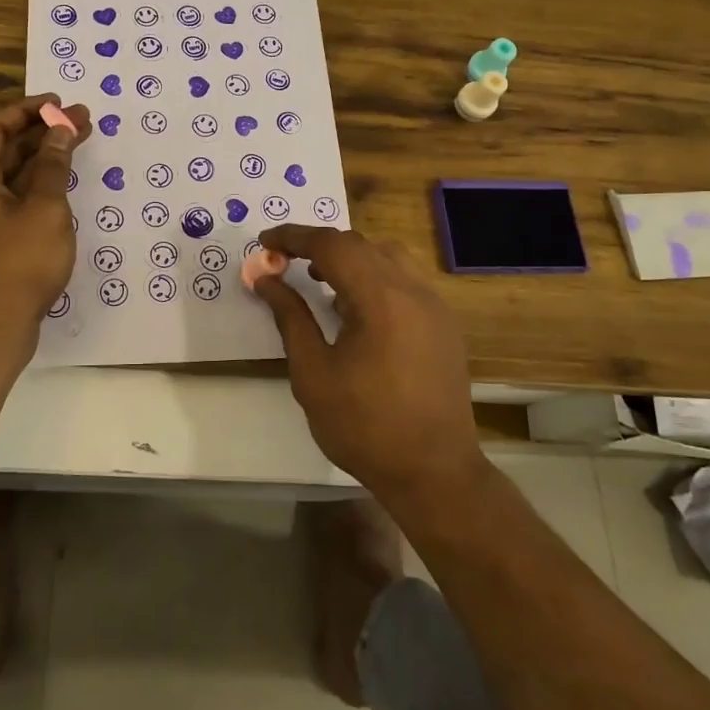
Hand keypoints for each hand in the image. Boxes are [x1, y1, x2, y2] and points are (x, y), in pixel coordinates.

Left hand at [0, 93, 91, 363]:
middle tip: (83, 120)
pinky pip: (15, 199)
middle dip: (43, 133)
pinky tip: (65, 185)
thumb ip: (54, 167)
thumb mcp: (44, 209)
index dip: (26, 110)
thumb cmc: (17, 263)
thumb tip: (61, 132)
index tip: (58, 103)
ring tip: (80, 144)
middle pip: (4, 149)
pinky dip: (39, 186)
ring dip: (44, 159)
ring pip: (12, 175)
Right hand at [253, 225, 484, 502]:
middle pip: (361, 244)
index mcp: (381, 298)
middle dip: (319, 245)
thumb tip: (266, 278)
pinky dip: (374, 277)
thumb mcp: (313, 373)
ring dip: (350, 258)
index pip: (332, 245)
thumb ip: (290, 317)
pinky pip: (405, 280)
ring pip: (388, 256)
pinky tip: (356, 309)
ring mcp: (435, 306)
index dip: (294, 237)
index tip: (265, 241)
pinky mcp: (444, 324)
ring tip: (320, 280)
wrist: (434, 472)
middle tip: (285, 261)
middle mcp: (413, 290)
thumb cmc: (364, 426)